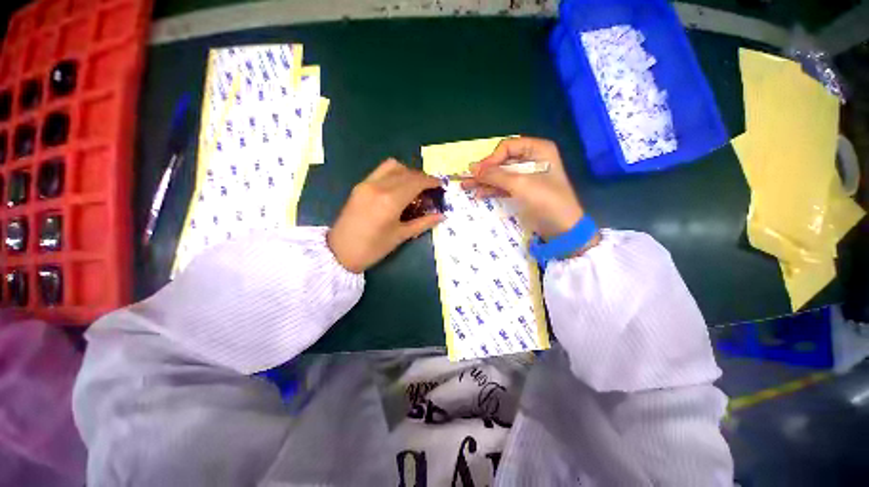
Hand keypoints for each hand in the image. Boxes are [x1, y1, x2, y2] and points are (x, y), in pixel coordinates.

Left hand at [328, 159, 444, 272]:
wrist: (340, 251)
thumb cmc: (373, 248)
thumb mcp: (401, 236)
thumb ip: (423, 223)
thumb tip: (442, 216)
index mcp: (390, 201)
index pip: (416, 182)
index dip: (431, 181)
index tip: (440, 186)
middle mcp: (379, 186)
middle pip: (407, 172)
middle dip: (422, 177)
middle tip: (430, 189)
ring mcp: (367, 183)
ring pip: (393, 166)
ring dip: (408, 172)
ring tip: (414, 186)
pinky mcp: (360, 185)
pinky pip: (381, 171)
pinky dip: (395, 173)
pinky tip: (399, 187)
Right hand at [462, 137, 584, 239]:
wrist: (562, 228)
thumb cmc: (546, 201)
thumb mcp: (520, 185)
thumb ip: (495, 175)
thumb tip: (472, 168)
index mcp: (538, 150)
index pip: (507, 147)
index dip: (492, 158)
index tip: (479, 172)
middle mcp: (532, 160)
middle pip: (502, 161)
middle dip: (485, 171)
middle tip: (466, 178)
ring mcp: (526, 176)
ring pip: (500, 175)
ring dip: (484, 181)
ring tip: (466, 186)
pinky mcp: (522, 191)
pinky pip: (503, 186)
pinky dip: (491, 190)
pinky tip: (479, 194)